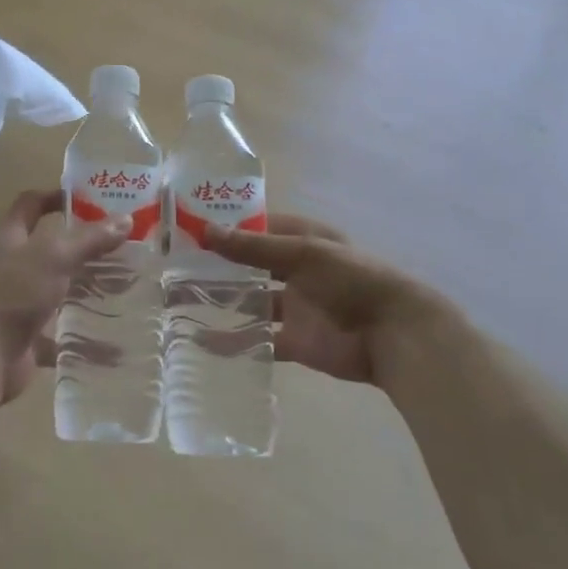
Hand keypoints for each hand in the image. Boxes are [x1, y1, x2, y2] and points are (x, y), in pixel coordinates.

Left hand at [0, 190, 127, 402]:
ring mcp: (16, 302)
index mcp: (8, 238)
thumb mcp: (54, 257)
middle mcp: (9, 266)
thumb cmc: (13, 293)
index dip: (56, 196)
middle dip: (82, 247)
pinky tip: (112, 339)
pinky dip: (82, 337)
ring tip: (124, 286)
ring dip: (84, 290)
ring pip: (55, 290)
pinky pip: (58, 333)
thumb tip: (126, 219)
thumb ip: (89, 239)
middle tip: (120, 245)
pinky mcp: (24, 336)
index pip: (30, 204)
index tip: (90, 198)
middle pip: (47, 248)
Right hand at [201, 214, 469, 388]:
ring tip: (178, 301)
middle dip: (216, 266)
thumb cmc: (353, 280)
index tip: (187, 228)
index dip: (225, 227)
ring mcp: (295, 306)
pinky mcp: (296, 341)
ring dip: (220, 302)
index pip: (256, 227)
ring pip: (250, 302)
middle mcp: (295, 270)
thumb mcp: (303, 254)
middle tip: (173, 266)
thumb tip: (205, 231)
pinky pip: (259, 339)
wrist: (395, 336)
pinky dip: (234, 341)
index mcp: (303, 240)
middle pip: (249, 266)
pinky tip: (203, 340)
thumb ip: (253, 248)